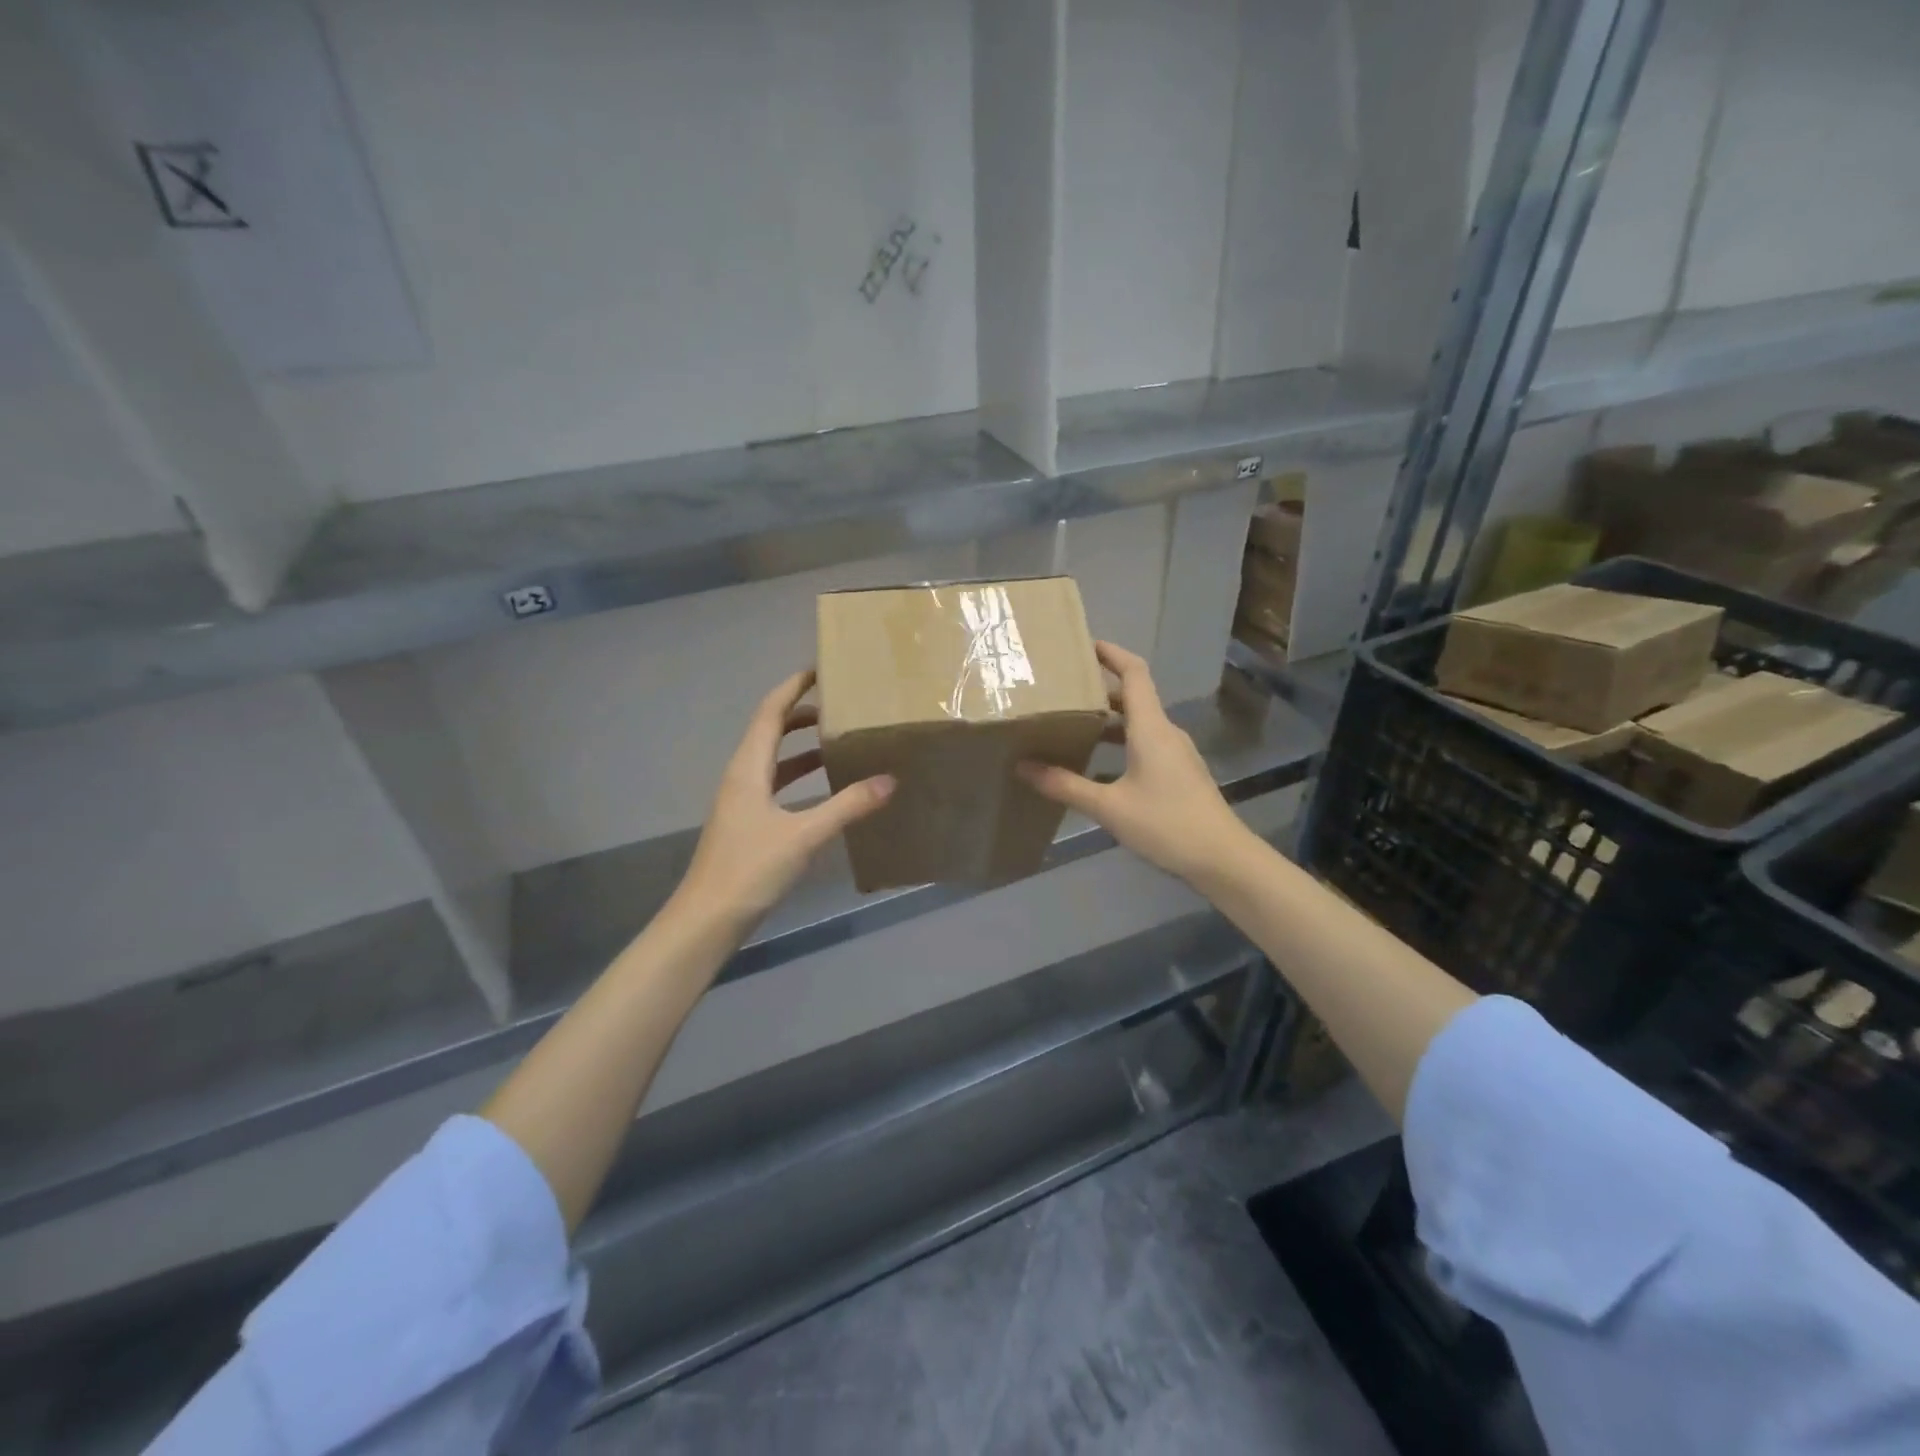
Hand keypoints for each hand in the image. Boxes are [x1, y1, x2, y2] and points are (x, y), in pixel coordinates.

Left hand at [674, 670, 894, 930]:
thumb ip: (847, 806)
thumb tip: (889, 780)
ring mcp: (742, 801)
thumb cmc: (750, 869)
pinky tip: (824, 787)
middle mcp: (742, 776)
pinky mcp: (747, 823)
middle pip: (770, 731)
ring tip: (837, 738)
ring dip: (801, 745)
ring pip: (773, 759)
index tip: (821, 670)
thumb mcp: (804, 835)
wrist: (707, 919)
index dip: (793, 688)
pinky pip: (775, 784)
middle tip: (839, 704)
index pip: (770, 712)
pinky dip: (799, 775)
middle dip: (801, 713)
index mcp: (748, 768)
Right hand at [1018, 642, 1251, 886]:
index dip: (1112, 653)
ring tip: (1074, 725)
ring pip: (1140, 723)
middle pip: (1134, 697)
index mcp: (1151, 728)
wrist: (1222, 858)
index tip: (1085, 643)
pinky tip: (1099, 766)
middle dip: (1101, 689)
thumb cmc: (1166, 824)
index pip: (1134, 673)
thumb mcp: (1109, 807)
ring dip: (1109, 720)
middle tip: (1065, 690)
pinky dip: (1121, 743)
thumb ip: (1065, 785)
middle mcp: (1166, 732)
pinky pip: (1146, 744)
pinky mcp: (1180, 773)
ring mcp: (1176, 754)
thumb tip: (1023, 767)